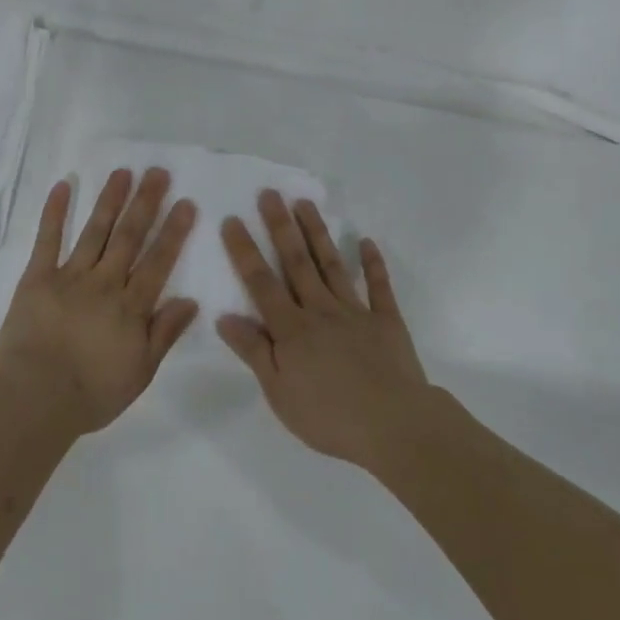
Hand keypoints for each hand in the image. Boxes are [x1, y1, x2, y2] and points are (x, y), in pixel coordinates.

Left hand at [0, 168, 198, 435]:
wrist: (35, 399)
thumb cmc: (92, 393)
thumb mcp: (140, 372)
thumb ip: (165, 333)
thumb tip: (191, 300)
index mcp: (131, 306)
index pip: (158, 261)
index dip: (173, 231)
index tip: (185, 202)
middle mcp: (105, 283)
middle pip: (129, 237)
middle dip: (145, 203)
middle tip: (158, 172)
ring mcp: (70, 276)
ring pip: (95, 231)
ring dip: (110, 200)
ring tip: (123, 172)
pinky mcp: (37, 278)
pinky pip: (47, 240)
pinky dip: (54, 213)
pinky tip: (63, 186)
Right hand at [217, 190, 431, 473]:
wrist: (394, 426)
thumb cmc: (329, 416)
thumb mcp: (279, 392)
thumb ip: (254, 352)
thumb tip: (225, 317)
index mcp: (291, 329)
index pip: (261, 283)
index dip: (245, 251)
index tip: (232, 219)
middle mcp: (320, 310)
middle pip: (296, 262)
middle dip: (280, 226)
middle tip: (270, 193)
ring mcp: (355, 312)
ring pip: (332, 265)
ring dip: (317, 233)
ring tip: (304, 203)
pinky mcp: (386, 321)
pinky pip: (379, 287)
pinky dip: (373, 264)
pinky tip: (367, 241)